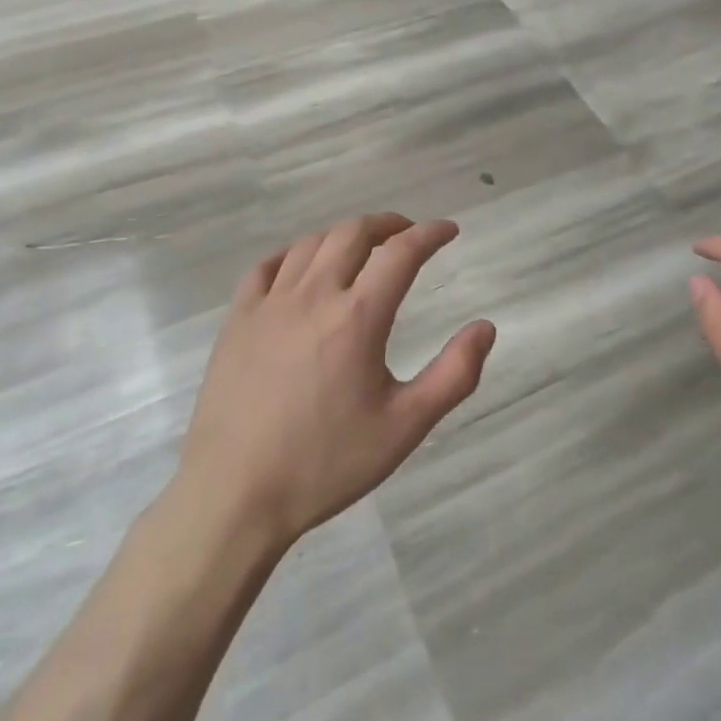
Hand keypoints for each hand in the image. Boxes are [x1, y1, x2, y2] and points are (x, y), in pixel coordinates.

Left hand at [175, 214, 495, 546]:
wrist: (234, 497)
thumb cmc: (325, 463)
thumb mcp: (405, 427)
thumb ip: (454, 375)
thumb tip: (486, 328)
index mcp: (358, 316)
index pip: (402, 252)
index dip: (431, 234)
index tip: (449, 231)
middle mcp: (314, 295)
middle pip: (354, 233)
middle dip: (388, 224)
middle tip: (408, 233)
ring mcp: (269, 304)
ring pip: (312, 243)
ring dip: (345, 234)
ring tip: (362, 246)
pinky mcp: (237, 319)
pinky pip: (267, 267)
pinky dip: (294, 254)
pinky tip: (302, 266)